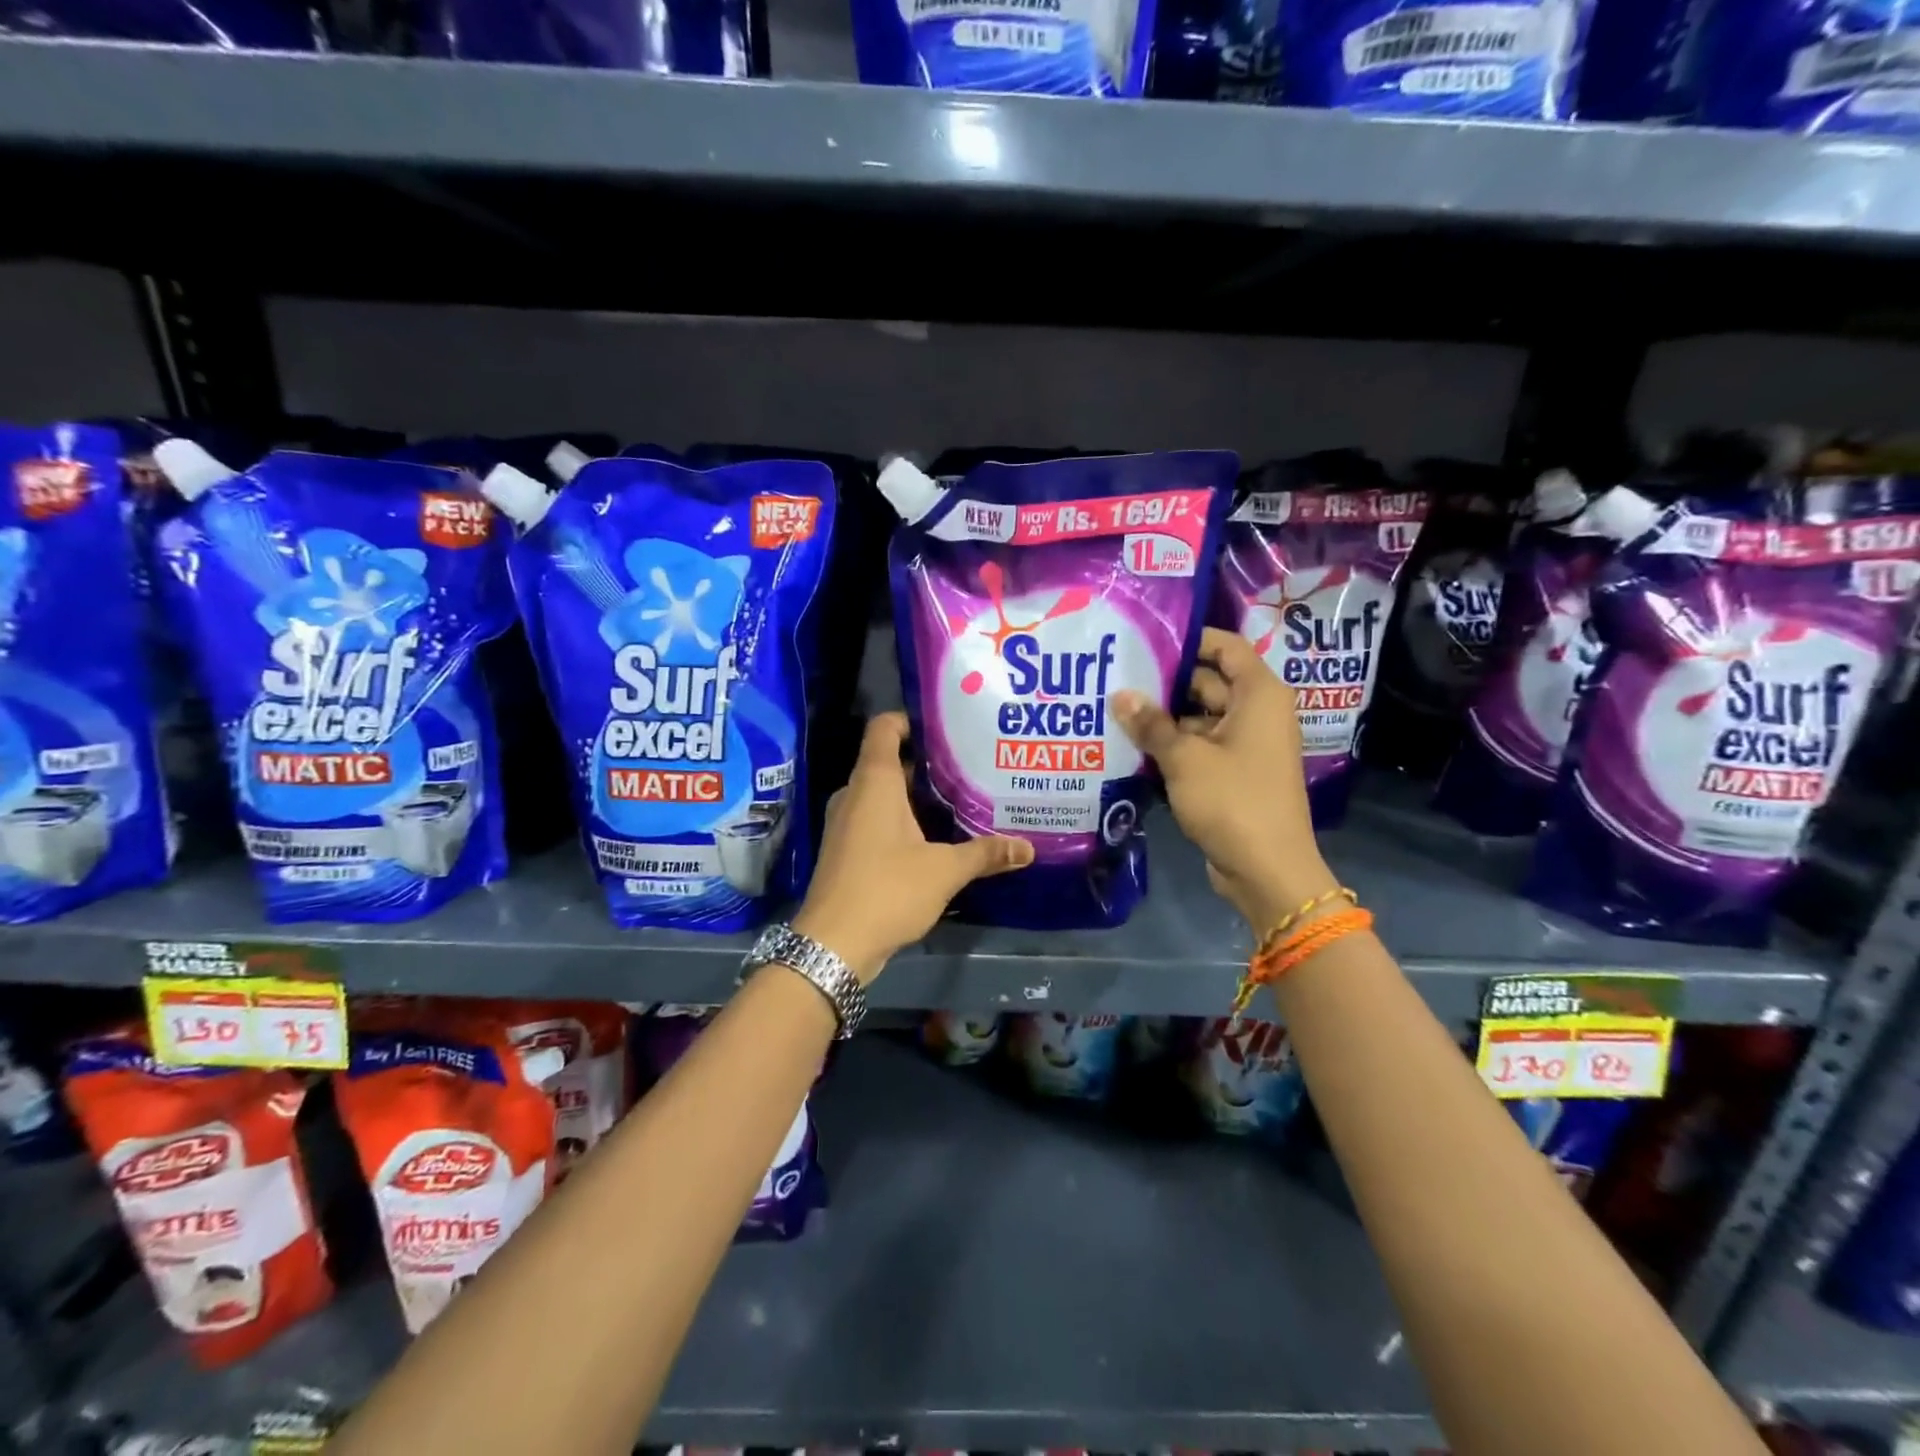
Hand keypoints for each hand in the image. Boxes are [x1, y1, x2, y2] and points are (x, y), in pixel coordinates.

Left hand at [793, 712, 1033, 982]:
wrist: (833, 945)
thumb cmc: (888, 890)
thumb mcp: (944, 871)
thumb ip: (985, 854)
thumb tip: (1028, 848)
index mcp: (874, 782)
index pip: (885, 728)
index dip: (912, 720)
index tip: (947, 727)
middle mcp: (855, 794)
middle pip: (890, 762)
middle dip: (928, 764)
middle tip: (970, 767)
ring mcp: (846, 822)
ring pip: (884, 794)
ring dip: (917, 796)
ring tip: (960, 799)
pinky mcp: (846, 849)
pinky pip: (876, 819)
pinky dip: (902, 820)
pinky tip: (934, 837)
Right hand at [1113, 627, 1335, 932]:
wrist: (1267, 870)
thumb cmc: (1233, 801)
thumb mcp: (1185, 758)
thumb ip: (1151, 724)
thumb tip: (1120, 695)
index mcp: (1258, 695)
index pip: (1225, 647)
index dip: (1189, 639)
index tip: (1145, 639)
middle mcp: (1256, 713)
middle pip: (1207, 682)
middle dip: (1164, 682)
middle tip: (1116, 676)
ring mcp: (1245, 745)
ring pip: (1199, 717)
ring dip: (1163, 718)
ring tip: (1114, 709)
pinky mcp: (1233, 773)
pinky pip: (1200, 746)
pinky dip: (1172, 745)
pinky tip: (1132, 744)